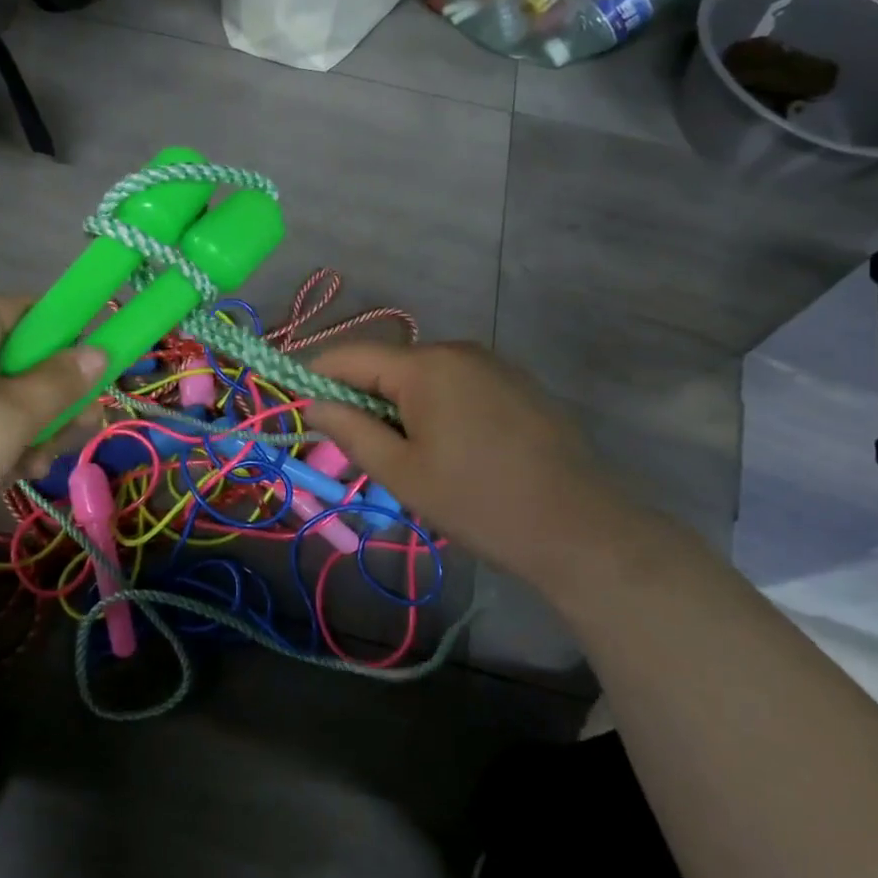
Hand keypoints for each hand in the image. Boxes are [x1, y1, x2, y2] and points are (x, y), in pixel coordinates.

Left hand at [0, 297, 104, 542]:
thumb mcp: (16, 416)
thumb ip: (63, 382)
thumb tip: (99, 352)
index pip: (27, 308)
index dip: (66, 330)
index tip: (92, 365)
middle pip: (18, 357)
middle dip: (54, 394)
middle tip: (81, 426)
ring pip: (1, 394)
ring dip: (31, 425)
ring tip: (40, 462)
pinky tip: (11, 473)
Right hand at [308, 342, 629, 589]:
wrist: (579, 528)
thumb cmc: (478, 501)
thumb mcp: (402, 473)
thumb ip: (350, 430)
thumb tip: (312, 403)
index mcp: (426, 365)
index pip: (351, 355)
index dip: (317, 376)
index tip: (298, 406)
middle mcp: (458, 350)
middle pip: (389, 365)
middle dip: (363, 398)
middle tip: (355, 448)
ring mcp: (493, 364)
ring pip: (424, 377)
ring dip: (400, 406)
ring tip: (406, 457)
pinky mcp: (517, 384)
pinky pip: (457, 385)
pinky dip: (436, 408)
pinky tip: (450, 450)